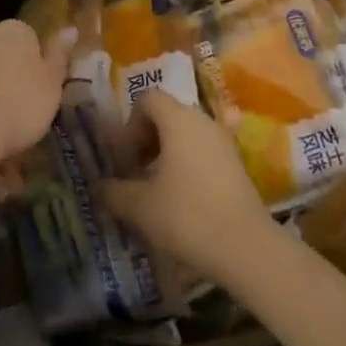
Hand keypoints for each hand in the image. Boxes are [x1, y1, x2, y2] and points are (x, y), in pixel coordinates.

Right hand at [102, 91, 271, 280]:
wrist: (245, 246)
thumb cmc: (187, 216)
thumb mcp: (140, 207)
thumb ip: (114, 192)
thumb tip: (100, 186)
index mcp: (178, 119)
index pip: (148, 99)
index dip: (130, 124)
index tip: (126, 157)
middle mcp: (202, 120)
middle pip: (167, 114)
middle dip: (146, 139)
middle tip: (136, 173)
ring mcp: (223, 140)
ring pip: (186, 133)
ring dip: (166, 153)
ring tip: (157, 189)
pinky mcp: (236, 162)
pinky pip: (203, 150)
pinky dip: (187, 163)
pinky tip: (183, 199)